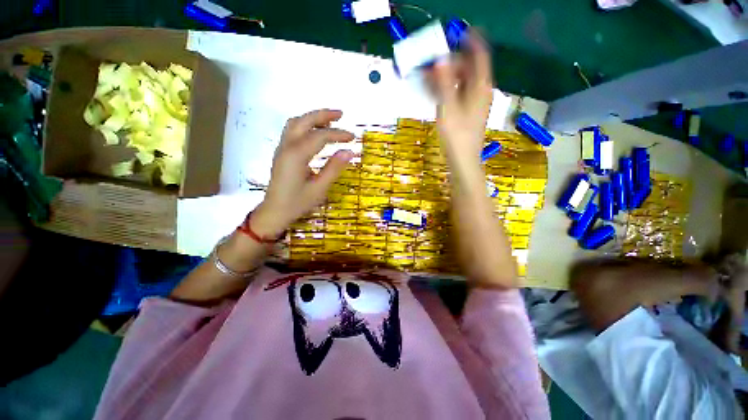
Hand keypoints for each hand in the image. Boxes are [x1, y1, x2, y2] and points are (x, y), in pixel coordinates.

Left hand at [252, 109, 354, 236]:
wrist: (274, 211)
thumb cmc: (297, 203)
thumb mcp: (319, 188)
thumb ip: (334, 168)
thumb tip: (350, 152)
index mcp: (296, 156)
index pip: (320, 136)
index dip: (338, 134)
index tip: (352, 137)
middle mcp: (287, 147)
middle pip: (303, 121)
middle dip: (323, 115)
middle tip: (341, 114)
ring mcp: (281, 148)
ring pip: (295, 123)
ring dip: (312, 118)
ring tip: (330, 121)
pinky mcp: (281, 152)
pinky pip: (292, 131)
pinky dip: (305, 125)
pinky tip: (315, 132)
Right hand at [427, 31, 493, 166]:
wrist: (463, 159)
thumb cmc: (457, 134)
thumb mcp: (449, 107)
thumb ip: (444, 82)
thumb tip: (440, 59)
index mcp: (480, 86)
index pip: (480, 55)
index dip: (472, 40)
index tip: (461, 30)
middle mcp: (480, 91)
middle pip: (467, 69)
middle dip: (449, 63)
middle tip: (429, 64)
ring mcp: (474, 102)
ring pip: (460, 82)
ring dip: (445, 78)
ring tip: (426, 78)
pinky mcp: (467, 112)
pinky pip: (457, 94)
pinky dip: (446, 90)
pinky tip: (434, 92)